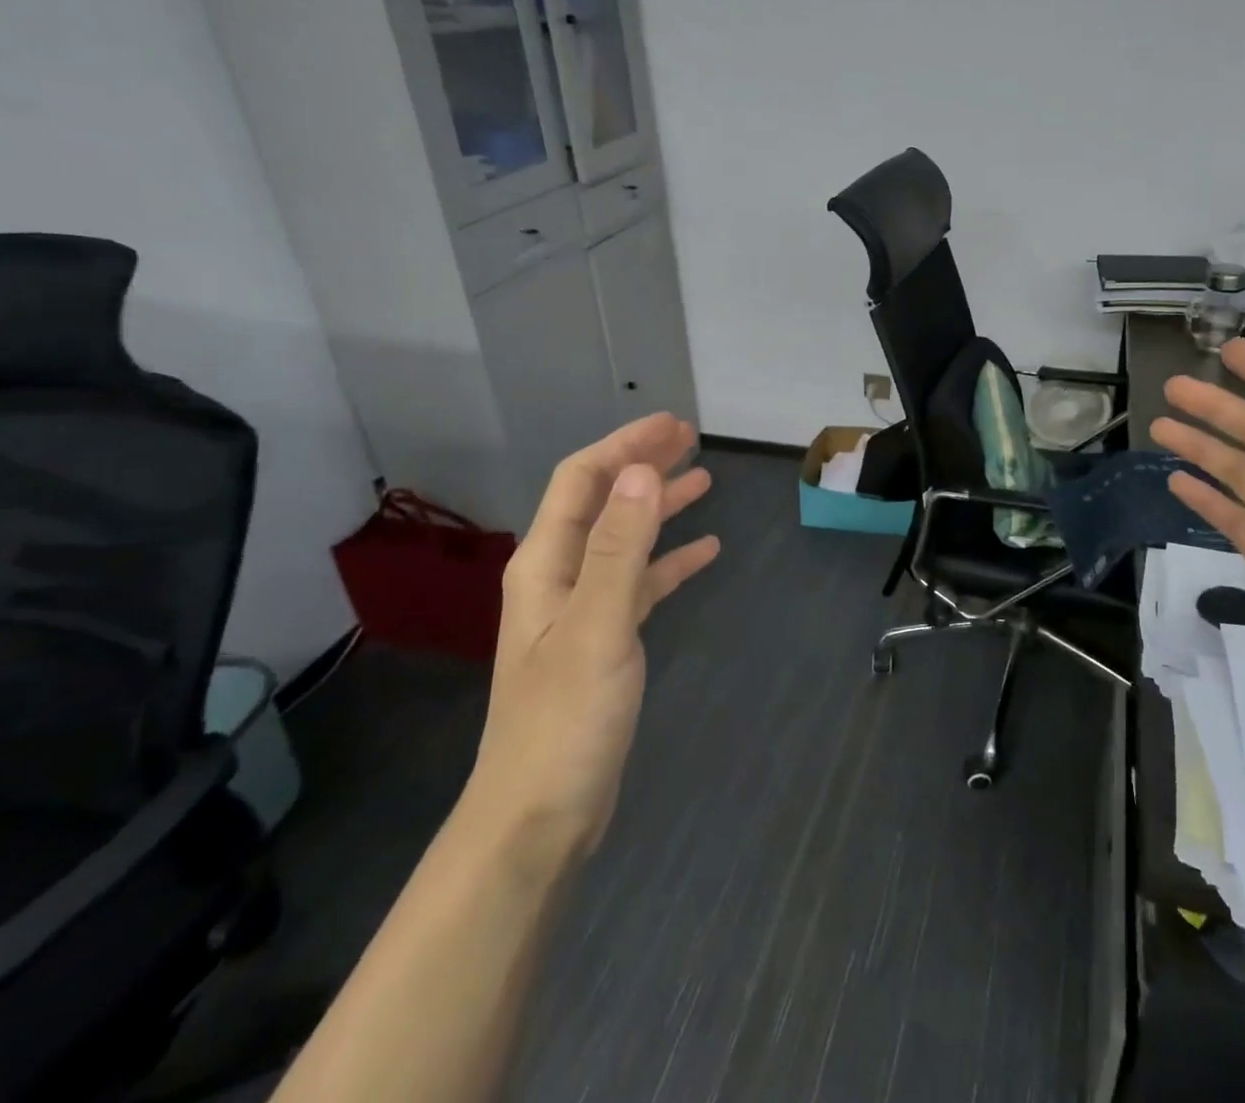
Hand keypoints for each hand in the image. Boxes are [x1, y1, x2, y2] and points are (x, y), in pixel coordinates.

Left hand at [462, 414, 719, 864]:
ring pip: (624, 540)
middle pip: (603, 503)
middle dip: (643, 466)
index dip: (625, 446)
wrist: (539, 819)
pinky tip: (705, 553)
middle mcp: (559, 578)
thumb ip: (619, 547)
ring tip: (703, 482)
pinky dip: (670, 561)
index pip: (582, 481)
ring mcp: (581, 611)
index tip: (673, 425)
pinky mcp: (604, 642)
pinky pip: (641, 583)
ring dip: (659, 507)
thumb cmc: (564, 721)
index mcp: (546, 564)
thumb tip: (643, 471)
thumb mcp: (597, 626)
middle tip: (691, 441)